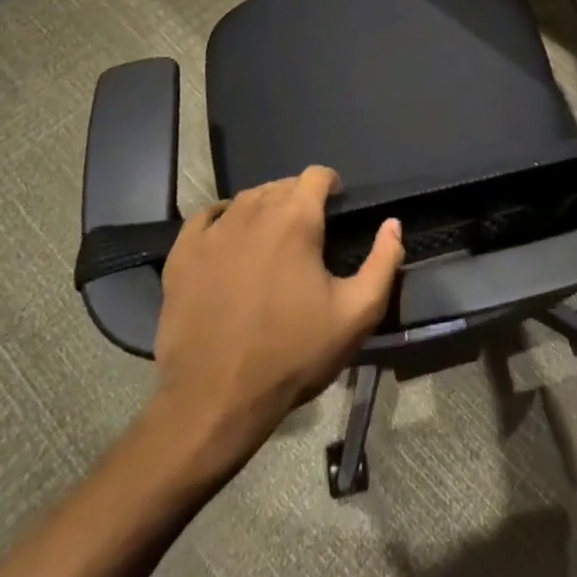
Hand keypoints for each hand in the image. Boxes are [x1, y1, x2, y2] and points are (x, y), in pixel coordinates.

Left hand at [147, 166, 403, 470]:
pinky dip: (221, 219)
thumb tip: (393, 224)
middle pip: (280, 185)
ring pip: (245, 199)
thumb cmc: (292, 354)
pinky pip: (204, 219)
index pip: (316, 176)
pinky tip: (228, 237)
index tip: (337, 204)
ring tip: (272, 234)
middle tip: (309, 228)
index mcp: (295, 220)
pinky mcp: (182, 257)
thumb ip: (384, 262)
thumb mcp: (357, 313)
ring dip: (264, 206)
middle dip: (298, 196)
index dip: (331, 184)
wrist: (215, 400)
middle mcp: (252, 213)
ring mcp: (212, 234)